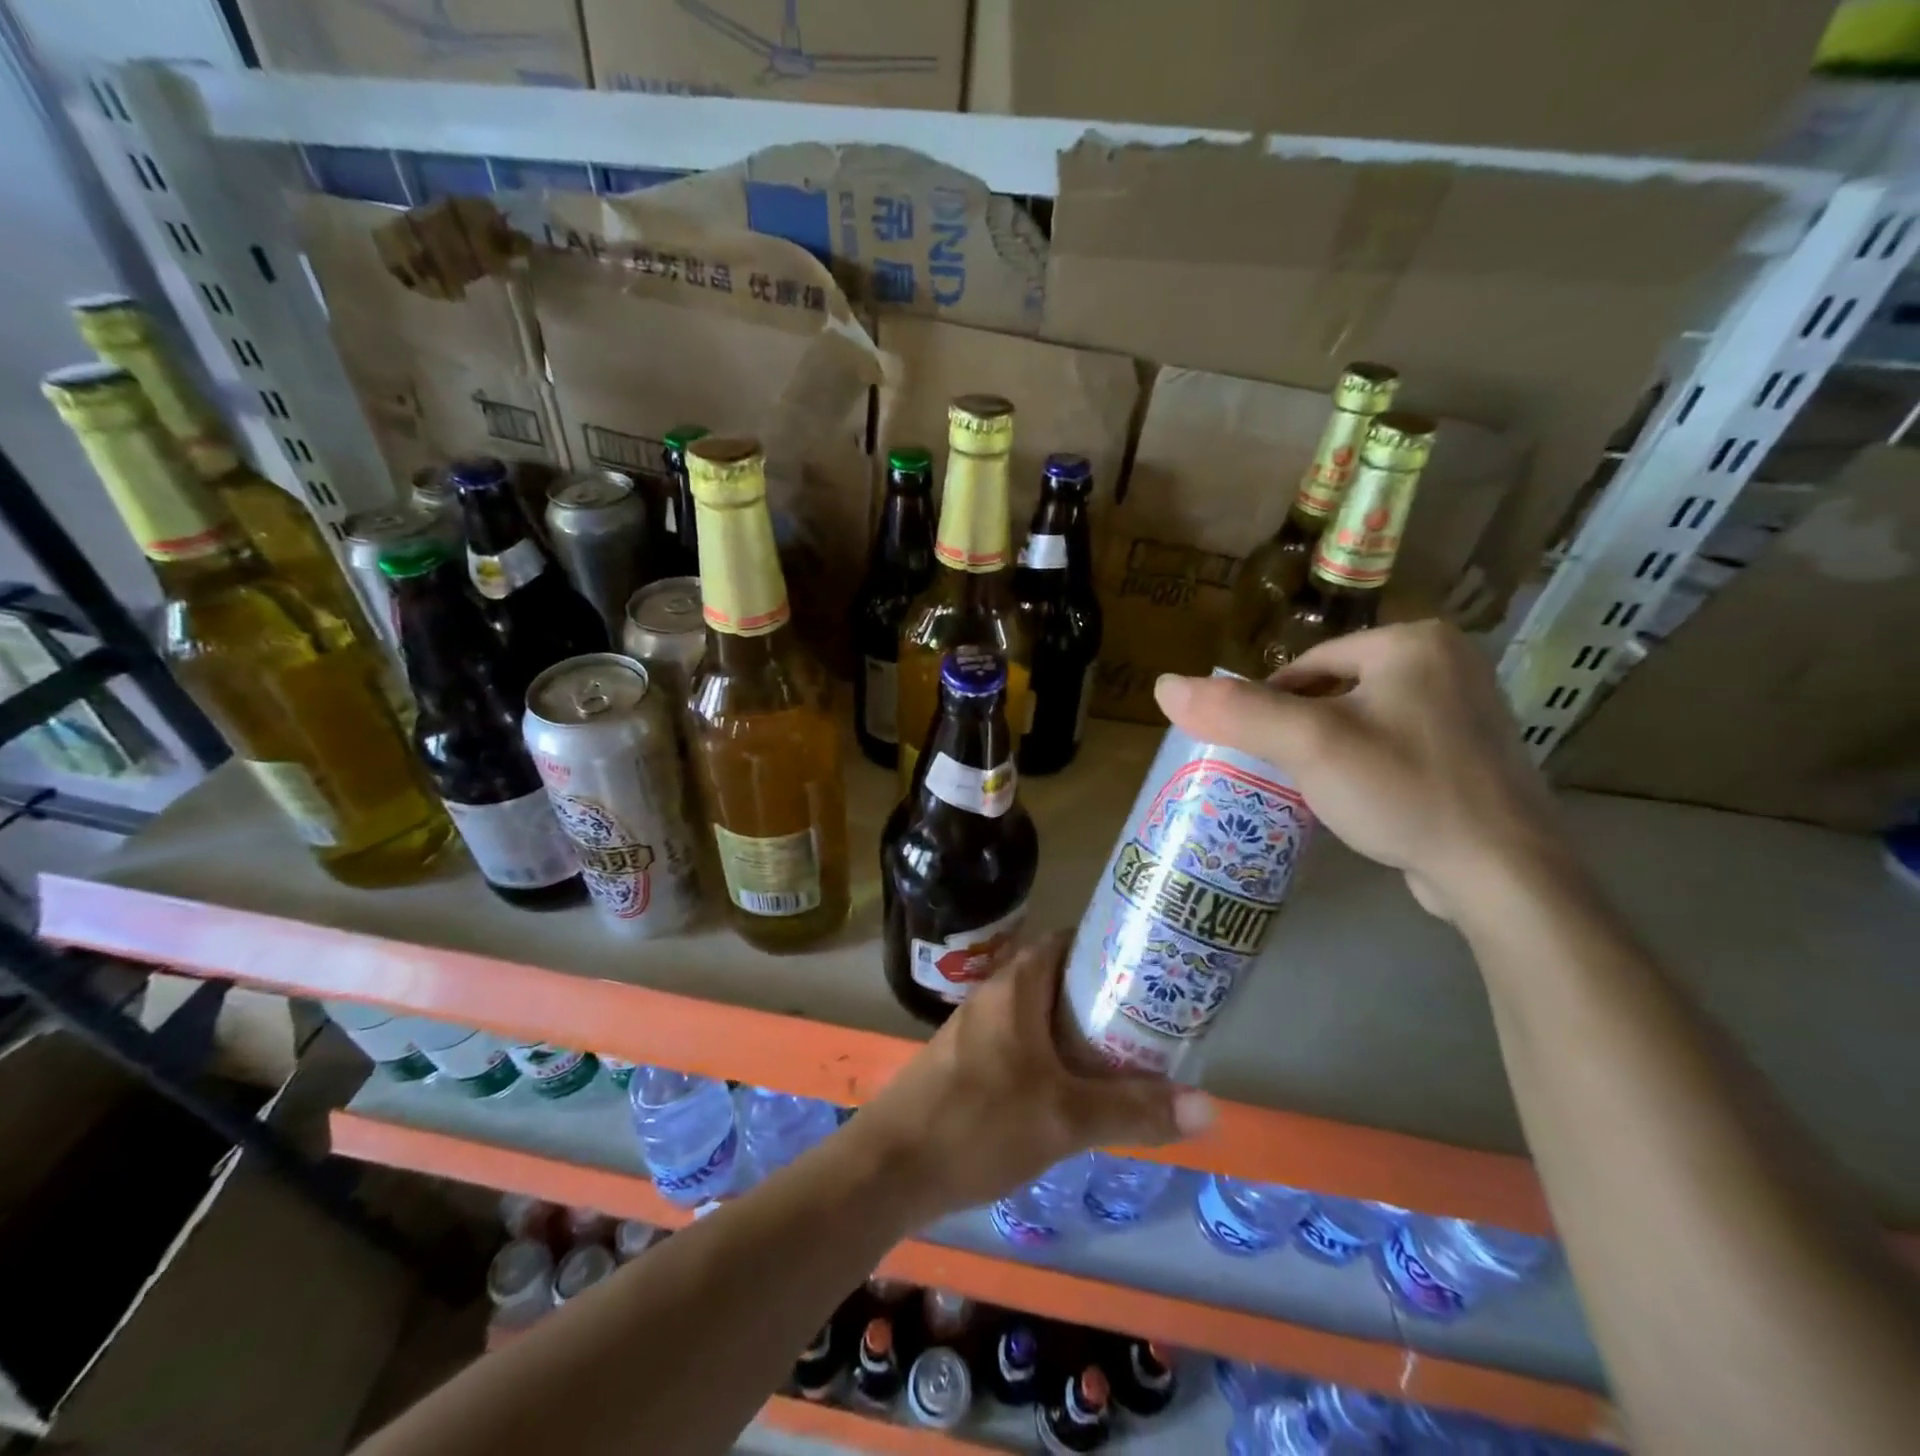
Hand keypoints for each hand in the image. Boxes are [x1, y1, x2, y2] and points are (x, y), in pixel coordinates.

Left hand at [852, 934, 1214, 1222]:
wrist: (890, 1167)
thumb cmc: (978, 1122)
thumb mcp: (1064, 1118)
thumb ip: (1133, 1110)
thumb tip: (1210, 1106)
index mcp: (1016, 986)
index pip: (1068, 941)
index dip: (1109, 947)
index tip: (1151, 967)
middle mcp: (994, 995)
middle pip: (1058, 979)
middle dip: (1102, 995)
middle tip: (1151, 1018)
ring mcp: (977, 1029)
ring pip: (1040, 1014)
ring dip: (1078, 1029)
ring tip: (1126, 1053)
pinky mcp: (967, 1061)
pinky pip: (1022, 1042)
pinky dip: (1053, 1054)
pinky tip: (1075, 1090)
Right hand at [1154, 621, 1568, 921]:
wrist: (1502, 872)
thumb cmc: (1401, 788)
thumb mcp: (1308, 745)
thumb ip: (1235, 711)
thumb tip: (1161, 685)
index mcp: (1414, 641)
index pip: (1310, 664)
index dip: (1272, 705)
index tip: (1257, 749)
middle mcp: (1450, 662)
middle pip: (1337, 689)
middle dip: (1304, 728)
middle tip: (1286, 772)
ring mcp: (1469, 710)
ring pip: (1366, 718)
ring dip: (1333, 748)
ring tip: (1317, 788)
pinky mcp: (1475, 754)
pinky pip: (1397, 745)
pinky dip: (1370, 766)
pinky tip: (1363, 800)